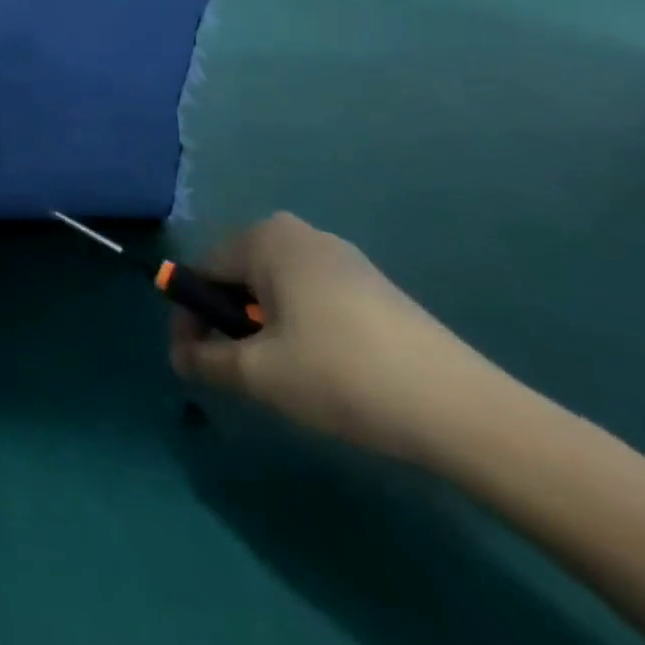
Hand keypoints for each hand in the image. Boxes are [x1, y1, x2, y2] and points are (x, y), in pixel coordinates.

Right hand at [170, 213, 498, 464]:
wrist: (462, 411)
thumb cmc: (341, 375)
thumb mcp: (258, 375)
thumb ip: (205, 361)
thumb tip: (181, 358)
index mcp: (264, 237)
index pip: (202, 271)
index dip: (189, 318)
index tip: (193, 362)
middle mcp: (298, 233)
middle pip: (238, 275)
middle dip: (226, 322)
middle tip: (234, 372)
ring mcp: (340, 257)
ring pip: (274, 288)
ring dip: (261, 327)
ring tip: (276, 376)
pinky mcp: (372, 286)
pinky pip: (309, 297)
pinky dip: (297, 327)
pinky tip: (320, 370)